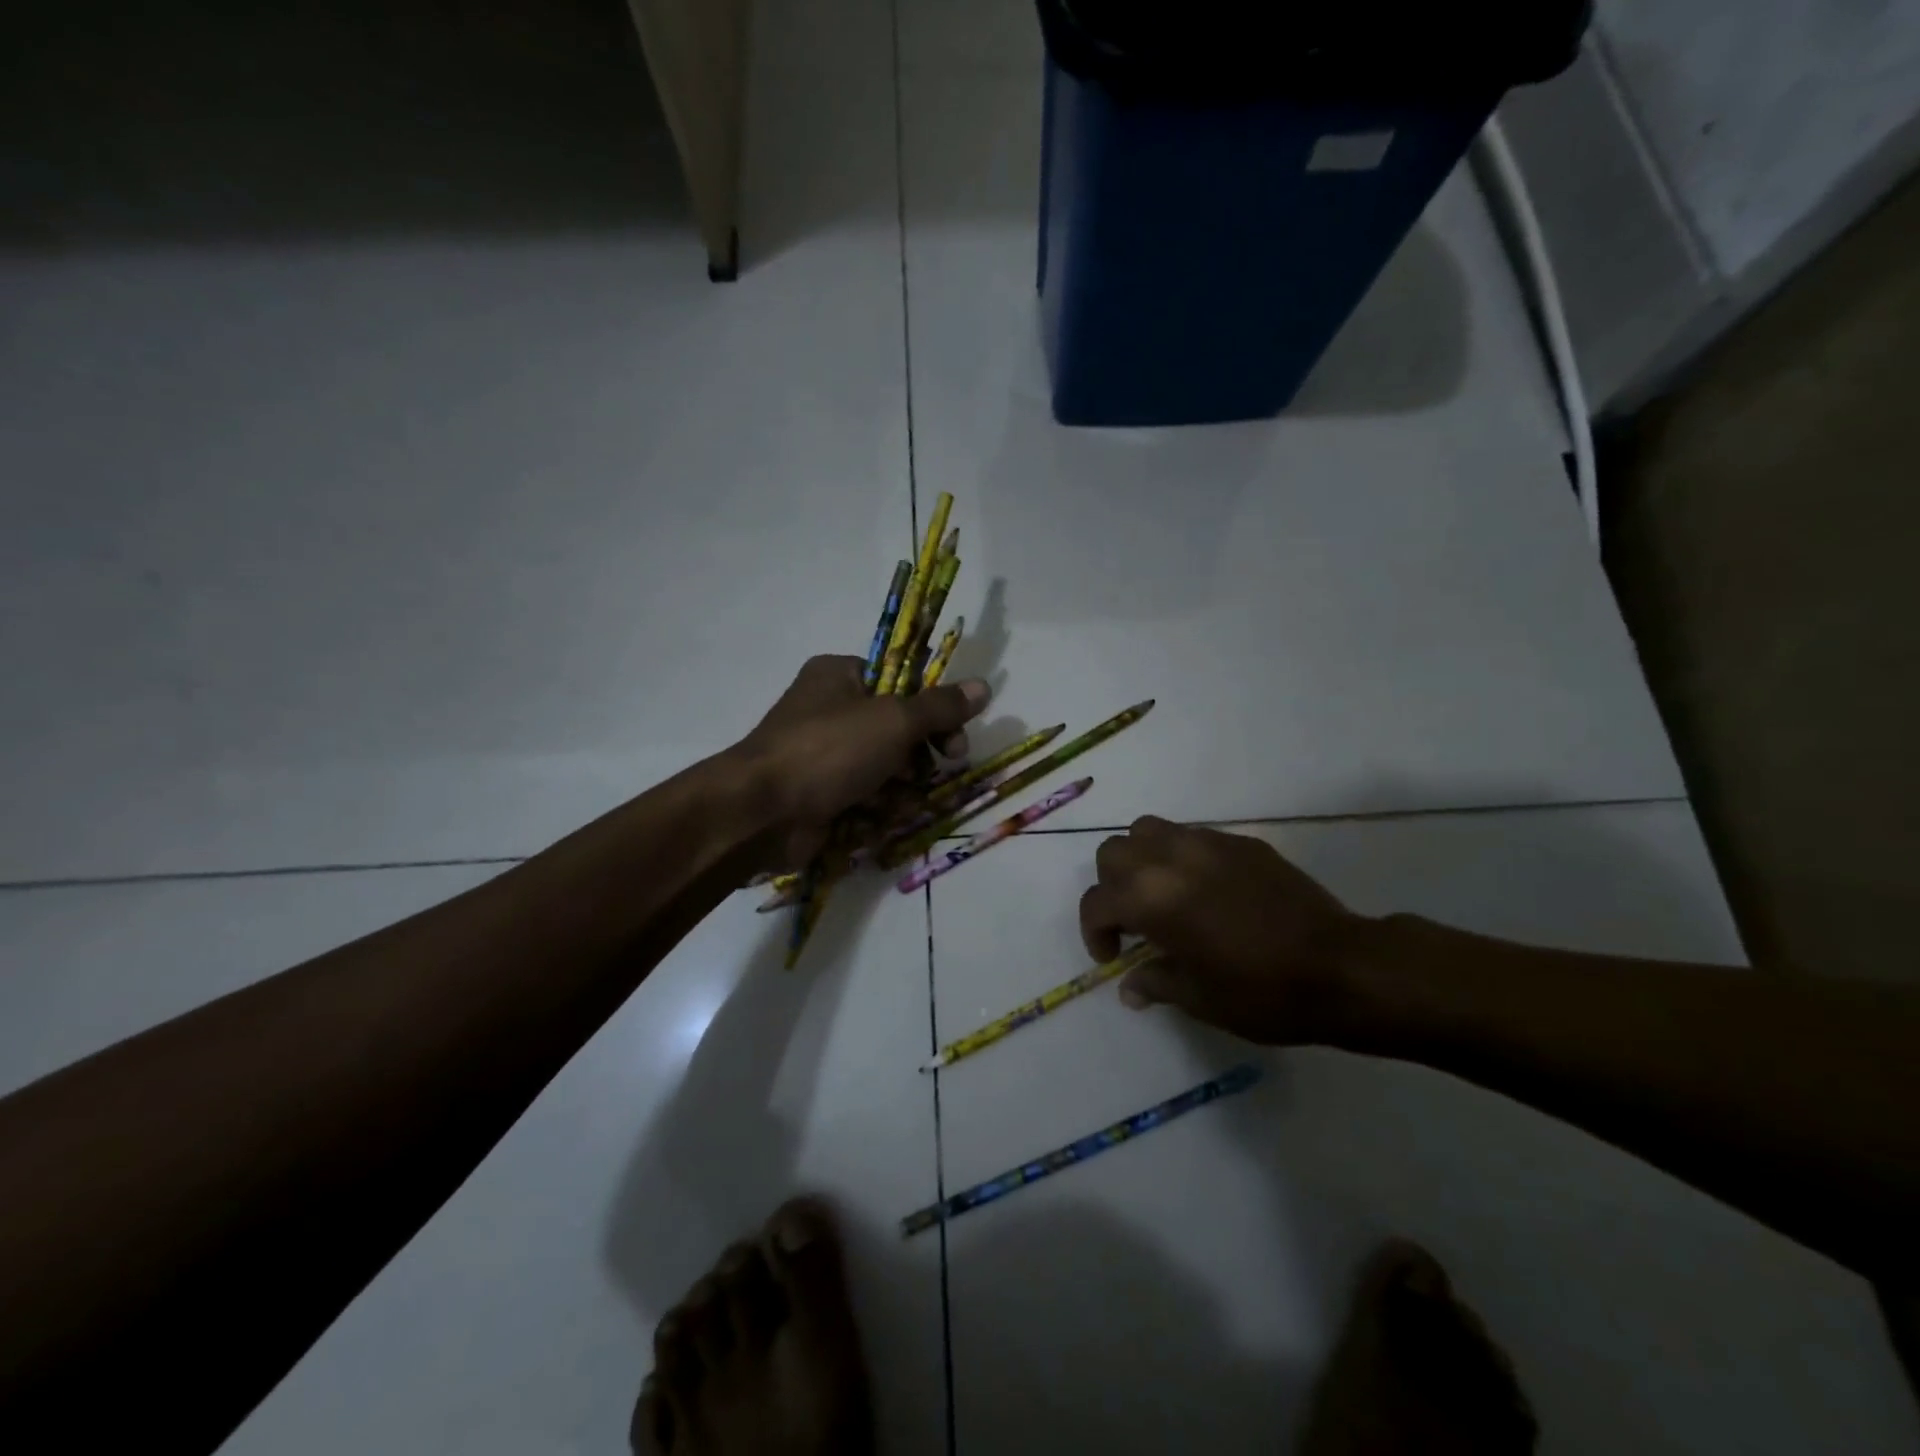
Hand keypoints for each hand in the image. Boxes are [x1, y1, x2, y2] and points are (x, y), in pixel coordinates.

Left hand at [728, 655, 991, 868]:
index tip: (955, 738)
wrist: (762, 813)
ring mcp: (823, 755)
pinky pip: (864, 796)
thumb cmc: (829, 751)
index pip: (903, 682)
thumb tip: (983, 686)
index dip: (934, 711)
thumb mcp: (894, 720)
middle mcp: (830, 709)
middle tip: (934, 773)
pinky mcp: (821, 794)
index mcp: (840, 675)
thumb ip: (940, 707)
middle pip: (897, 729)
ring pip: (885, 768)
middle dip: (918, 757)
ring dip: (899, 787)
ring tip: (893, 800)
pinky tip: (873, 818)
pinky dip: (875, 808)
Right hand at [1079, 816, 1361, 1044]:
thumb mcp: (1198, 998)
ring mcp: (1207, 843)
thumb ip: (1155, 983)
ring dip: (1141, 859)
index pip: (1097, 902)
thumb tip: (1129, 987)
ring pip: (1148, 830)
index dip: (1094, 932)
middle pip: (1113, 853)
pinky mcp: (1241, 842)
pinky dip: (1181, 857)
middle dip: (1111, 886)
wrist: (1341, 967)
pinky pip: (1193, 837)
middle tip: (1133, 922)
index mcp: (1151, 898)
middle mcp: (1169, 859)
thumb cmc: (1261, 992)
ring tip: (1161, 893)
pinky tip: (1206, 891)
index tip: (1113, 958)